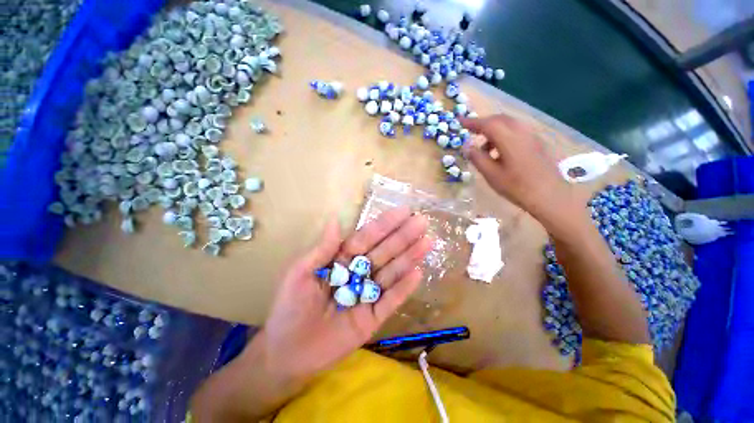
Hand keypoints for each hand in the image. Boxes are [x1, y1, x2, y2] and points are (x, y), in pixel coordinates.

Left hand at [259, 206, 431, 378]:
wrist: (288, 352)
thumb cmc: (290, 307)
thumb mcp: (301, 273)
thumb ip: (322, 248)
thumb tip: (335, 218)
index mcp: (343, 259)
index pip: (367, 237)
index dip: (384, 225)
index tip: (404, 211)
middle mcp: (359, 273)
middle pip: (384, 251)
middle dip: (403, 236)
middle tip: (422, 222)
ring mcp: (368, 294)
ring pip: (391, 272)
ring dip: (409, 257)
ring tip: (427, 242)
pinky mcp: (373, 317)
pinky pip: (391, 300)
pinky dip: (404, 287)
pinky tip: (418, 272)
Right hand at [461, 114, 583, 226]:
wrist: (549, 195)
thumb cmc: (516, 186)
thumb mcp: (491, 174)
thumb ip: (477, 158)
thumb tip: (466, 146)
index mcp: (509, 139)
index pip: (487, 124)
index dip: (471, 122)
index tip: (459, 121)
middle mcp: (521, 132)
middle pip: (499, 119)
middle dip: (483, 123)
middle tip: (470, 132)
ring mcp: (531, 136)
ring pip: (508, 124)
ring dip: (493, 130)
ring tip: (483, 148)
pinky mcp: (536, 143)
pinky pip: (516, 131)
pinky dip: (503, 135)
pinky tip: (499, 152)